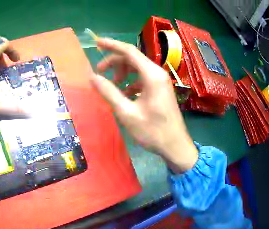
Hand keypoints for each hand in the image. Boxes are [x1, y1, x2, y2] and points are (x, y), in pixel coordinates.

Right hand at [89, 38, 197, 172]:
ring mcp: (161, 81)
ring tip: (114, 86)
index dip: (111, 45)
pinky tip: (126, 94)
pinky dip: (132, 81)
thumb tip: (92, 77)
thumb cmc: (153, 131)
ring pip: (138, 68)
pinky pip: (143, 78)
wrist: (175, 146)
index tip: (96, 42)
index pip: (129, 51)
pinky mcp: (161, 88)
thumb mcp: (127, 113)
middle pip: (132, 58)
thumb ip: (109, 92)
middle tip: (100, 73)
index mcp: (151, 75)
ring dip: (123, 72)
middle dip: (114, 62)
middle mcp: (157, 73)